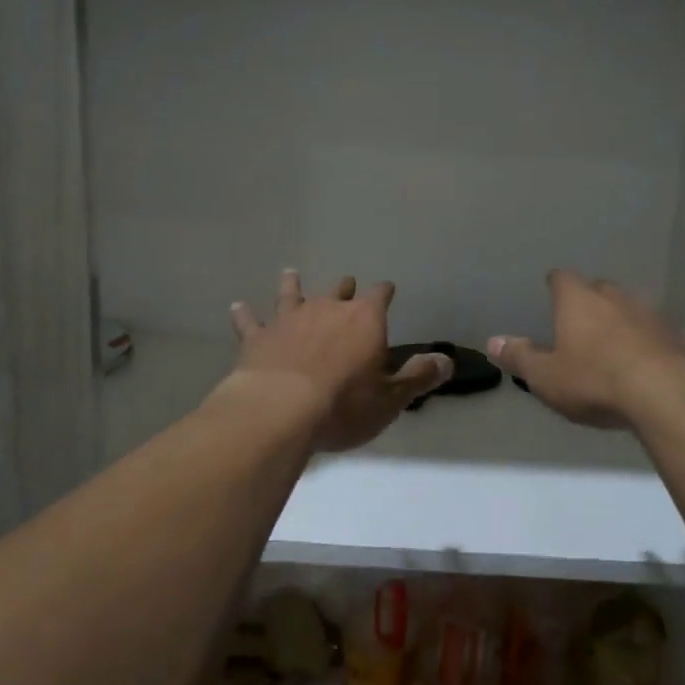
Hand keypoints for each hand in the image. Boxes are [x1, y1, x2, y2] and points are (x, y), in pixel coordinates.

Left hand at [224, 271, 451, 451]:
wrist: (280, 410)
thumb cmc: (344, 405)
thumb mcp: (391, 398)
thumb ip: (419, 377)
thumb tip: (447, 360)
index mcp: (364, 320)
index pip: (380, 296)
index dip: (384, 292)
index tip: (388, 289)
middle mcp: (327, 309)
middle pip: (339, 291)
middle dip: (345, 288)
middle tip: (346, 285)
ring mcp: (288, 319)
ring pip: (292, 294)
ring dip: (293, 286)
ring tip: (291, 273)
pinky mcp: (257, 338)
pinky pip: (250, 321)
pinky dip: (245, 314)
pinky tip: (237, 307)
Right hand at [488, 270, 684, 429]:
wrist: (664, 394)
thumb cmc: (593, 380)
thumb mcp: (545, 376)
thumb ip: (520, 357)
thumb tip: (492, 341)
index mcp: (578, 301)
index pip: (563, 278)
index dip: (556, 283)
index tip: (552, 289)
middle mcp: (615, 297)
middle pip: (600, 288)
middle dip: (590, 300)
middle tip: (581, 320)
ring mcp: (651, 314)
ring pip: (633, 307)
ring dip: (623, 318)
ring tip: (616, 339)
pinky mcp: (678, 336)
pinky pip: (660, 333)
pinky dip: (652, 340)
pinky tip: (651, 357)